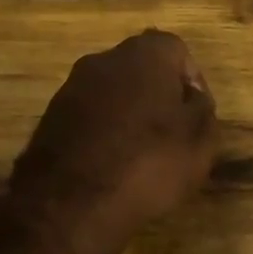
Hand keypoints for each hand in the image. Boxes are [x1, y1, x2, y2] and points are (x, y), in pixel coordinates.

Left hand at [9, 29, 218, 250]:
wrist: (69, 203)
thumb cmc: (147, 163)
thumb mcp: (199, 141)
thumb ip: (202, 110)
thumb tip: (191, 97)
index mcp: (144, 54)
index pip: (177, 51)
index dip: (192, 82)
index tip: (197, 116)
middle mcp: (104, 60)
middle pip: (141, 68)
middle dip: (158, 96)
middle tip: (171, 135)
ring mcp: (71, 87)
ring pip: (112, 93)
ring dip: (128, 115)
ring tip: (140, 156)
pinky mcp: (50, 118)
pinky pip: (88, 117)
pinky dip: (102, 133)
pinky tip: (109, 167)